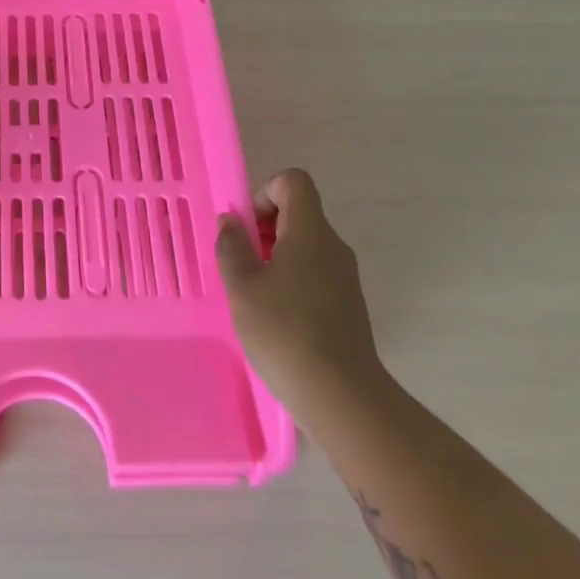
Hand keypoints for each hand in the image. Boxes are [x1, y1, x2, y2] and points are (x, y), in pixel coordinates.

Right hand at [216, 168, 386, 408]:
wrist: (342, 397)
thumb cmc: (285, 330)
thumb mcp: (242, 286)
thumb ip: (232, 246)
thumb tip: (231, 222)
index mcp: (310, 232)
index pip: (293, 182)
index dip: (264, 192)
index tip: (247, 228)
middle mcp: (333, 246)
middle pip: (298, 213)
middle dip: (263, 229)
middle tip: (241, 264)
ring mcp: (345, 277)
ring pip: (305, 246)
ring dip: (275, 257)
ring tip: (253, 294)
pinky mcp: (348, 305)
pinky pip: (315, 273)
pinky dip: (291, 281)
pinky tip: (275, 317)